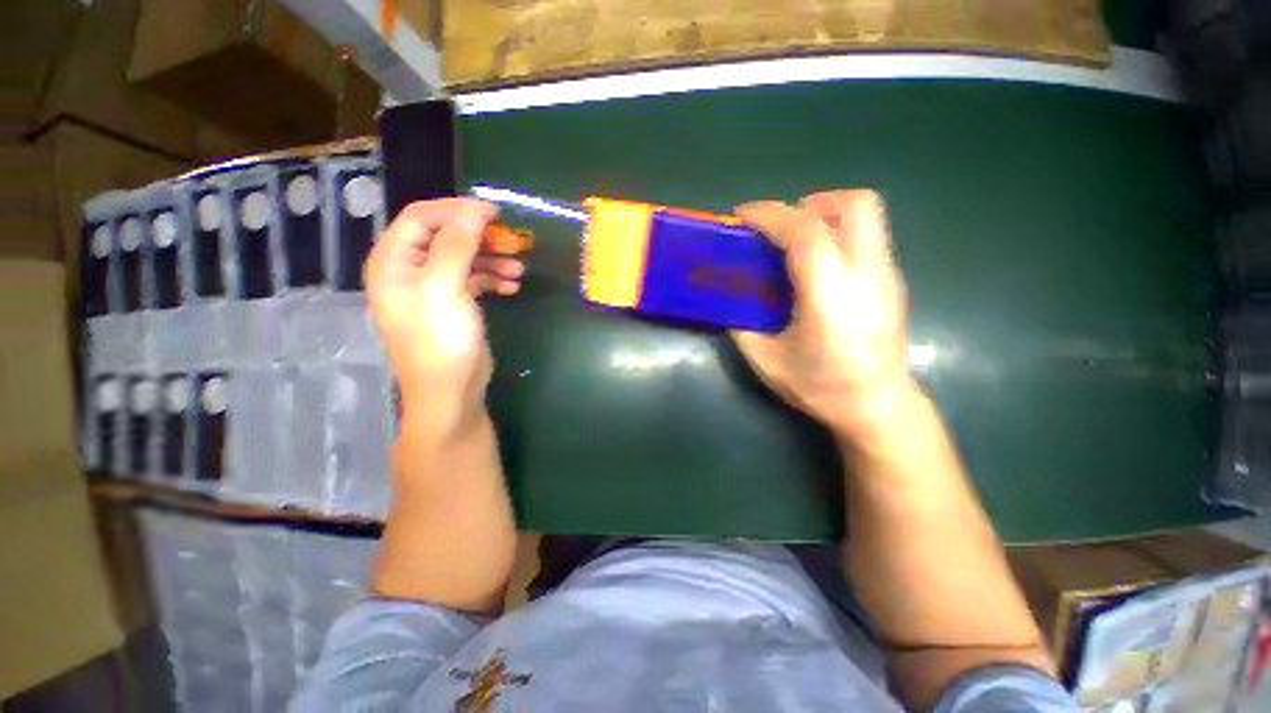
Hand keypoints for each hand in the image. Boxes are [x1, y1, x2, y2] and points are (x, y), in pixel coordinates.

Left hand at [364, 199, 523, 434]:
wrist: (451, 391)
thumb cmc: (441, 339)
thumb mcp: (445, 287)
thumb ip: (457, 244)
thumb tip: (475, 209)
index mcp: (393, 261)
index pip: (421, 217)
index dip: (457, 210)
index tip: (494, 212)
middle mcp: (409, 270)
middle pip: (446, 237)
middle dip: (481, 237)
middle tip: (513, 242)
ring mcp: (433, 288)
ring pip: (464, 258)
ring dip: (492, 259)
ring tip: (519, 269)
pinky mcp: (454, 304)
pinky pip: (474, 280)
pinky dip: (493, 278)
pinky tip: (513, 286)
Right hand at [732, 190, 910, 437]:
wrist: (878, 407)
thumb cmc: (822, 387)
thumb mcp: (767, 361)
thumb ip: (742, 327)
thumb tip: (729, 303)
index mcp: (829, 296)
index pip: (805, 233)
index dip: (770, 215)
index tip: (742, 215)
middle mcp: (865, 275)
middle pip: (853, 205)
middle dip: (810, 203)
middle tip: (780, 225)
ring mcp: (886, 275)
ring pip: (866, 214)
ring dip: (826, 214)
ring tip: (796, 240)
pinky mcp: (892, 281)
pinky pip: (866, 236)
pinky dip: (836, 234)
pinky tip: (816, 267)